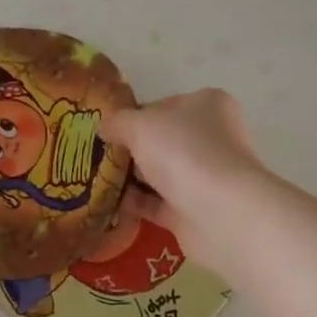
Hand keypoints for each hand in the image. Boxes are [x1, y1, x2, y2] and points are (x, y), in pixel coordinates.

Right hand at [104, 90, 268, 274]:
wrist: (219, 212)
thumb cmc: (183, 152)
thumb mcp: (139, 125)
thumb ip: (118, 122)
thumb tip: (104, 127)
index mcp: (207, 105)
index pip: (163, 105)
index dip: (134, 116)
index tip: (108, 129)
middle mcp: (212, 138)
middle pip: (162, 140)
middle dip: (132, 149)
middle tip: (99, 156)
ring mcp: (206, 176)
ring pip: (161, 173)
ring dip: (132, 178)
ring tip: (96, 180)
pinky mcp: (197, 210)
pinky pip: (159, 203)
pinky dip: (137, 203)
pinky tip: (110, 203)